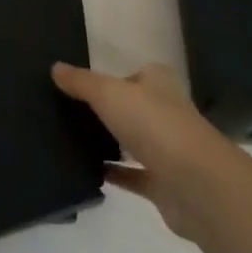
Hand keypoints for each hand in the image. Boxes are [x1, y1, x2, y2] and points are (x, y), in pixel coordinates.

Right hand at [53, 62, 246, 240]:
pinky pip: (132, 175)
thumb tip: (55, 67)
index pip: (129, 76)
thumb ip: (82, 82)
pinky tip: (88, 172)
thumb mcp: (109, 93)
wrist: (196, 185)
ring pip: (131, 141)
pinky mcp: (163, 183)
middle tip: (66, 116)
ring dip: (110, 143)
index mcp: (157, 83)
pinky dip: (114, 174)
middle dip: (105, 112)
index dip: (106, 81)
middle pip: (130, 108)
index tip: (75, 89)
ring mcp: (166, 149)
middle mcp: (165, 111)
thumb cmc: (154, 124)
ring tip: (70, 142)